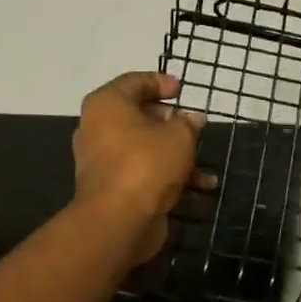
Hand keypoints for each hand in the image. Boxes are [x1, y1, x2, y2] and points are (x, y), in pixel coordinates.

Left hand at [73, 72, 204, 264]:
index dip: (160, 82)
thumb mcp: (179, 136)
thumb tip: (191, 119)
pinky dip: (168, 176)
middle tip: (191, 124)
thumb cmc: (146, 164)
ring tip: (202, 160)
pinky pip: (143, 172)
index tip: (181, 89)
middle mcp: (98, 128)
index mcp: (107, 105)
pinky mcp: (112, 187)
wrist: (119, 219)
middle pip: (137, 115)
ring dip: (174, 153)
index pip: (134, 82)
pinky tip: (199, 187)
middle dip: (169, 121)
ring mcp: (102, 160)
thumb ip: (187, 123)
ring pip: (143, 147)